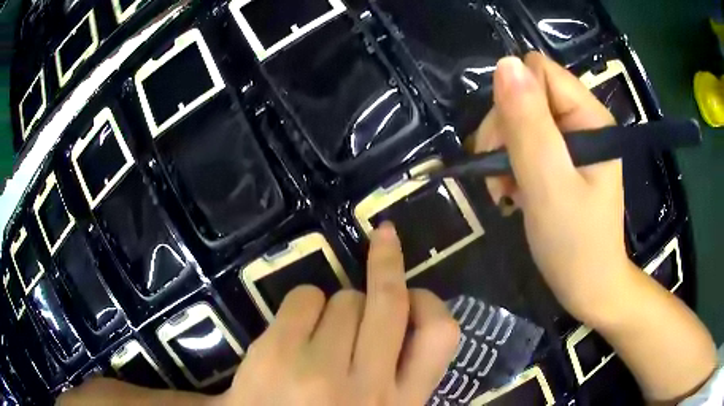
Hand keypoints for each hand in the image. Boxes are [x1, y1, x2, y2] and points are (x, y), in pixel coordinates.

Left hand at [216, 222, 458, 405]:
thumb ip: (395, 378)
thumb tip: (401, 324)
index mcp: (400, 403)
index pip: (440, 335)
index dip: (430, 302)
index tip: (414, 292)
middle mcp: (367, 386)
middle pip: (389, 301)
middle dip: (386, 264)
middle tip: (383, 240)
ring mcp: (320, 370)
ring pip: (345, 298)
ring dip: (336, 304)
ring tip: (317, 333)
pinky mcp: (277, 354)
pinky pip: (304, 298)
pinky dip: (303, 304)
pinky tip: (290, 332)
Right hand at [471, 52, 628, 323]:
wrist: (588, 287)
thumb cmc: (574, 244)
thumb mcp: (549, 183)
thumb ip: (529, 123)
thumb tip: (505, 63)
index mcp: (589, 117)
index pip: (539, 72)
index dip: (515, 99)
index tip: (507, 144)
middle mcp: (581, 120)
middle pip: (526, 94)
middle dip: (504, 130)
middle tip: (500, 175)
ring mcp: (571, 141)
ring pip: (519, 118)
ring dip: (502, 151)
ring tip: (504, 190)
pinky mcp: (561, 159)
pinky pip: (524, 142)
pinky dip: (509, 165)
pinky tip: (510, 191)